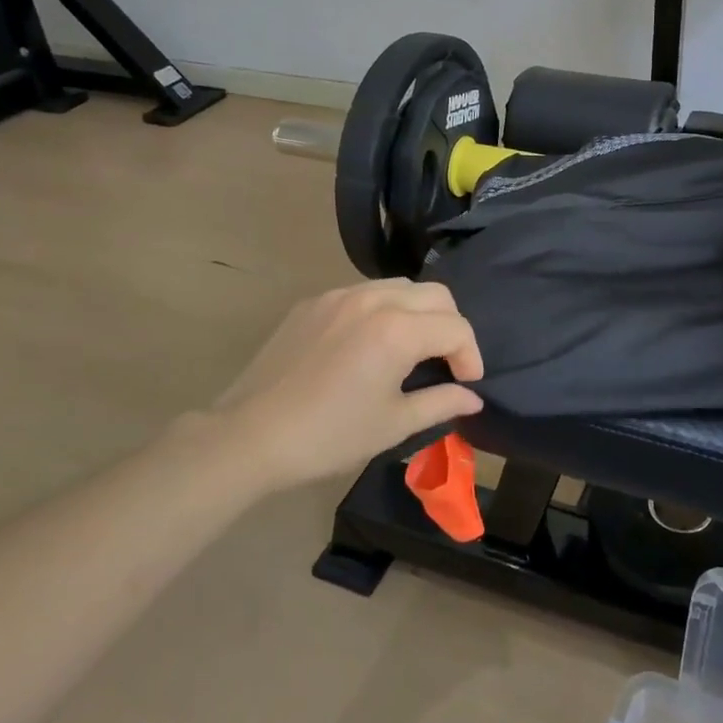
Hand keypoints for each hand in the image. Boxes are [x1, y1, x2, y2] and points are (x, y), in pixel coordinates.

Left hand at [200, 280, 483, 490]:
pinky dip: (384, 310)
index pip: (456, 328)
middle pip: (435, 295)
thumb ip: (441, 403)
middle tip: (447, 363)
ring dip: (419, 312)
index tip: (467, 384)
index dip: (471, 356)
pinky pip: (364, 293)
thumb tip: (473, 398)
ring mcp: (340, 295)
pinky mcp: (314, 302)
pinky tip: (371, 344)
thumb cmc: (329, 435)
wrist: (249, 435)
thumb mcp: (393, 425)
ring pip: (400, 287)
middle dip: (451, 326)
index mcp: (397, 330)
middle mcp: (373, 300)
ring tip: (413, 349)